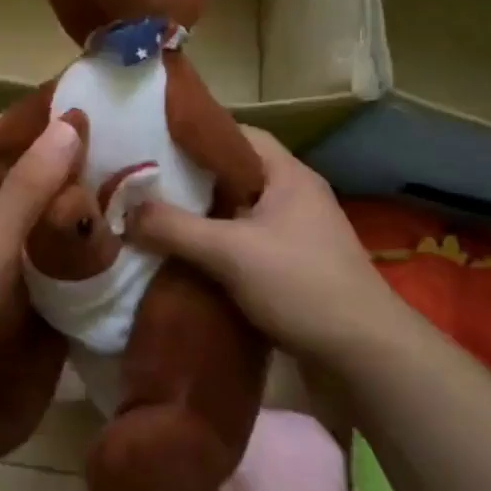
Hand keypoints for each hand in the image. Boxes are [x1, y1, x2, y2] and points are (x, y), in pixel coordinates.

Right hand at [126, 127, 403, 361]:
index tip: (155, 145)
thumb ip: (175, 227)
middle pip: (233, 176)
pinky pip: (245, 246)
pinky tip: (186, 262)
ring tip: (157, 223)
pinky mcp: (294, 268)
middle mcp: (294, 197)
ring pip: (238, 214)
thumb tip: (126, 211)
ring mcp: (297, 235)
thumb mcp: (230, 251)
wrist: (365, 354)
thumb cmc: (301, 284)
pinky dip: (217, 250)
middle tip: (145, 187)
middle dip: (190, 183)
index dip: (196, 137)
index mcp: (288, 175)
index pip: (237, 136)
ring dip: (202, 221)